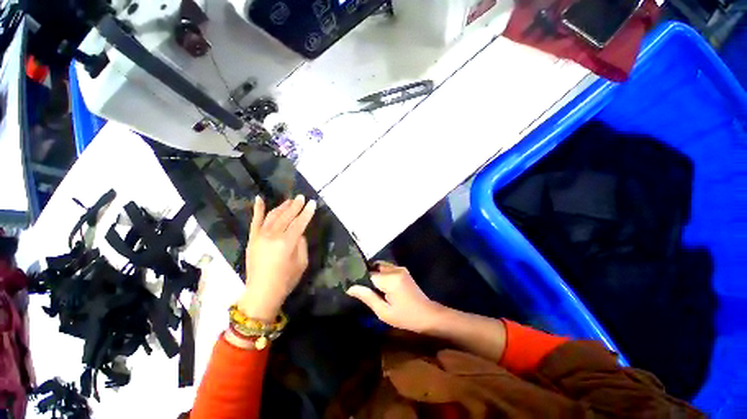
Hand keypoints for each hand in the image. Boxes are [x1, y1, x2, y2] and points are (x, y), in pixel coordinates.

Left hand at [238, 195, 315, 320]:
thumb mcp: (301, 265)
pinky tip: (259, 199)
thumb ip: (301, 246)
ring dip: (281, 207)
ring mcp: (261, 235)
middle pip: (286, 216)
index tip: (313, 203)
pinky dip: (257, 209)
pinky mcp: (252, 238)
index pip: (299, 223)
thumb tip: (300, 233)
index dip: (307, 213)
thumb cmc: (285, 281)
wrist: (262, 291)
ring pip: (272, 216)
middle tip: (301, 197)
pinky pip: (255, 220)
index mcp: (287, 243)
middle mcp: (273, 235)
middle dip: (295, 206)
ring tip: (289, 201)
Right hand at [347, 261, 442, 333]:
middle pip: (373, 267)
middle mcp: (396, 270)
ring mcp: (401, 270)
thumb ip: (367, 297)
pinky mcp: (404, 274)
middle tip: (358, 289)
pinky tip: (378, 289)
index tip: (350, 288)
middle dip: (365, 276)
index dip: (359, 281)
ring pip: (380, 267)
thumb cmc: (406, 317)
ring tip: (367, 290)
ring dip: (373, 276)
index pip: (367, 274)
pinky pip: (387, 270)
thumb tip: (350, 288)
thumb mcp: (383, 311)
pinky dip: (381, 277)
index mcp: (390, 279)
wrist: (429, 316)